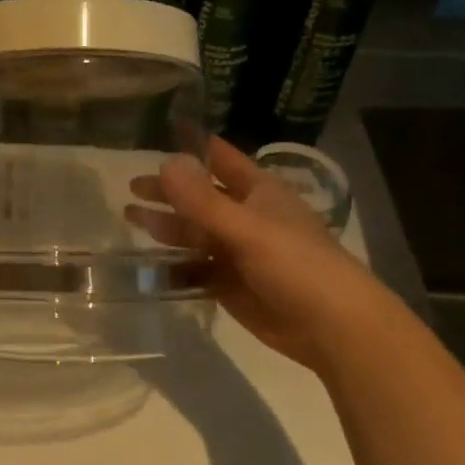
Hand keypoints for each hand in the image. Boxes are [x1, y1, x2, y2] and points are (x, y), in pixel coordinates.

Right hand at [127, 137, 380, 369]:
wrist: (334, 329)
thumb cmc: (297, 265)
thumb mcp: (247, 228)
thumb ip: (203, 200)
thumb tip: (164, 161)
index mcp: (258, 192)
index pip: (221, 159)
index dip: (193, 147)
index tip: (159, 134)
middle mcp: (246, 217)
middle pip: (200, 198)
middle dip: (169, 191)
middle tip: (131, 186)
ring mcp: (238, 253)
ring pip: (195, 234)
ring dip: (166, 226)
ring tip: (129, 217)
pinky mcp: (231, 286)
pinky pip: (196, 269)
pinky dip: (173, 264)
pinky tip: (147, 262)